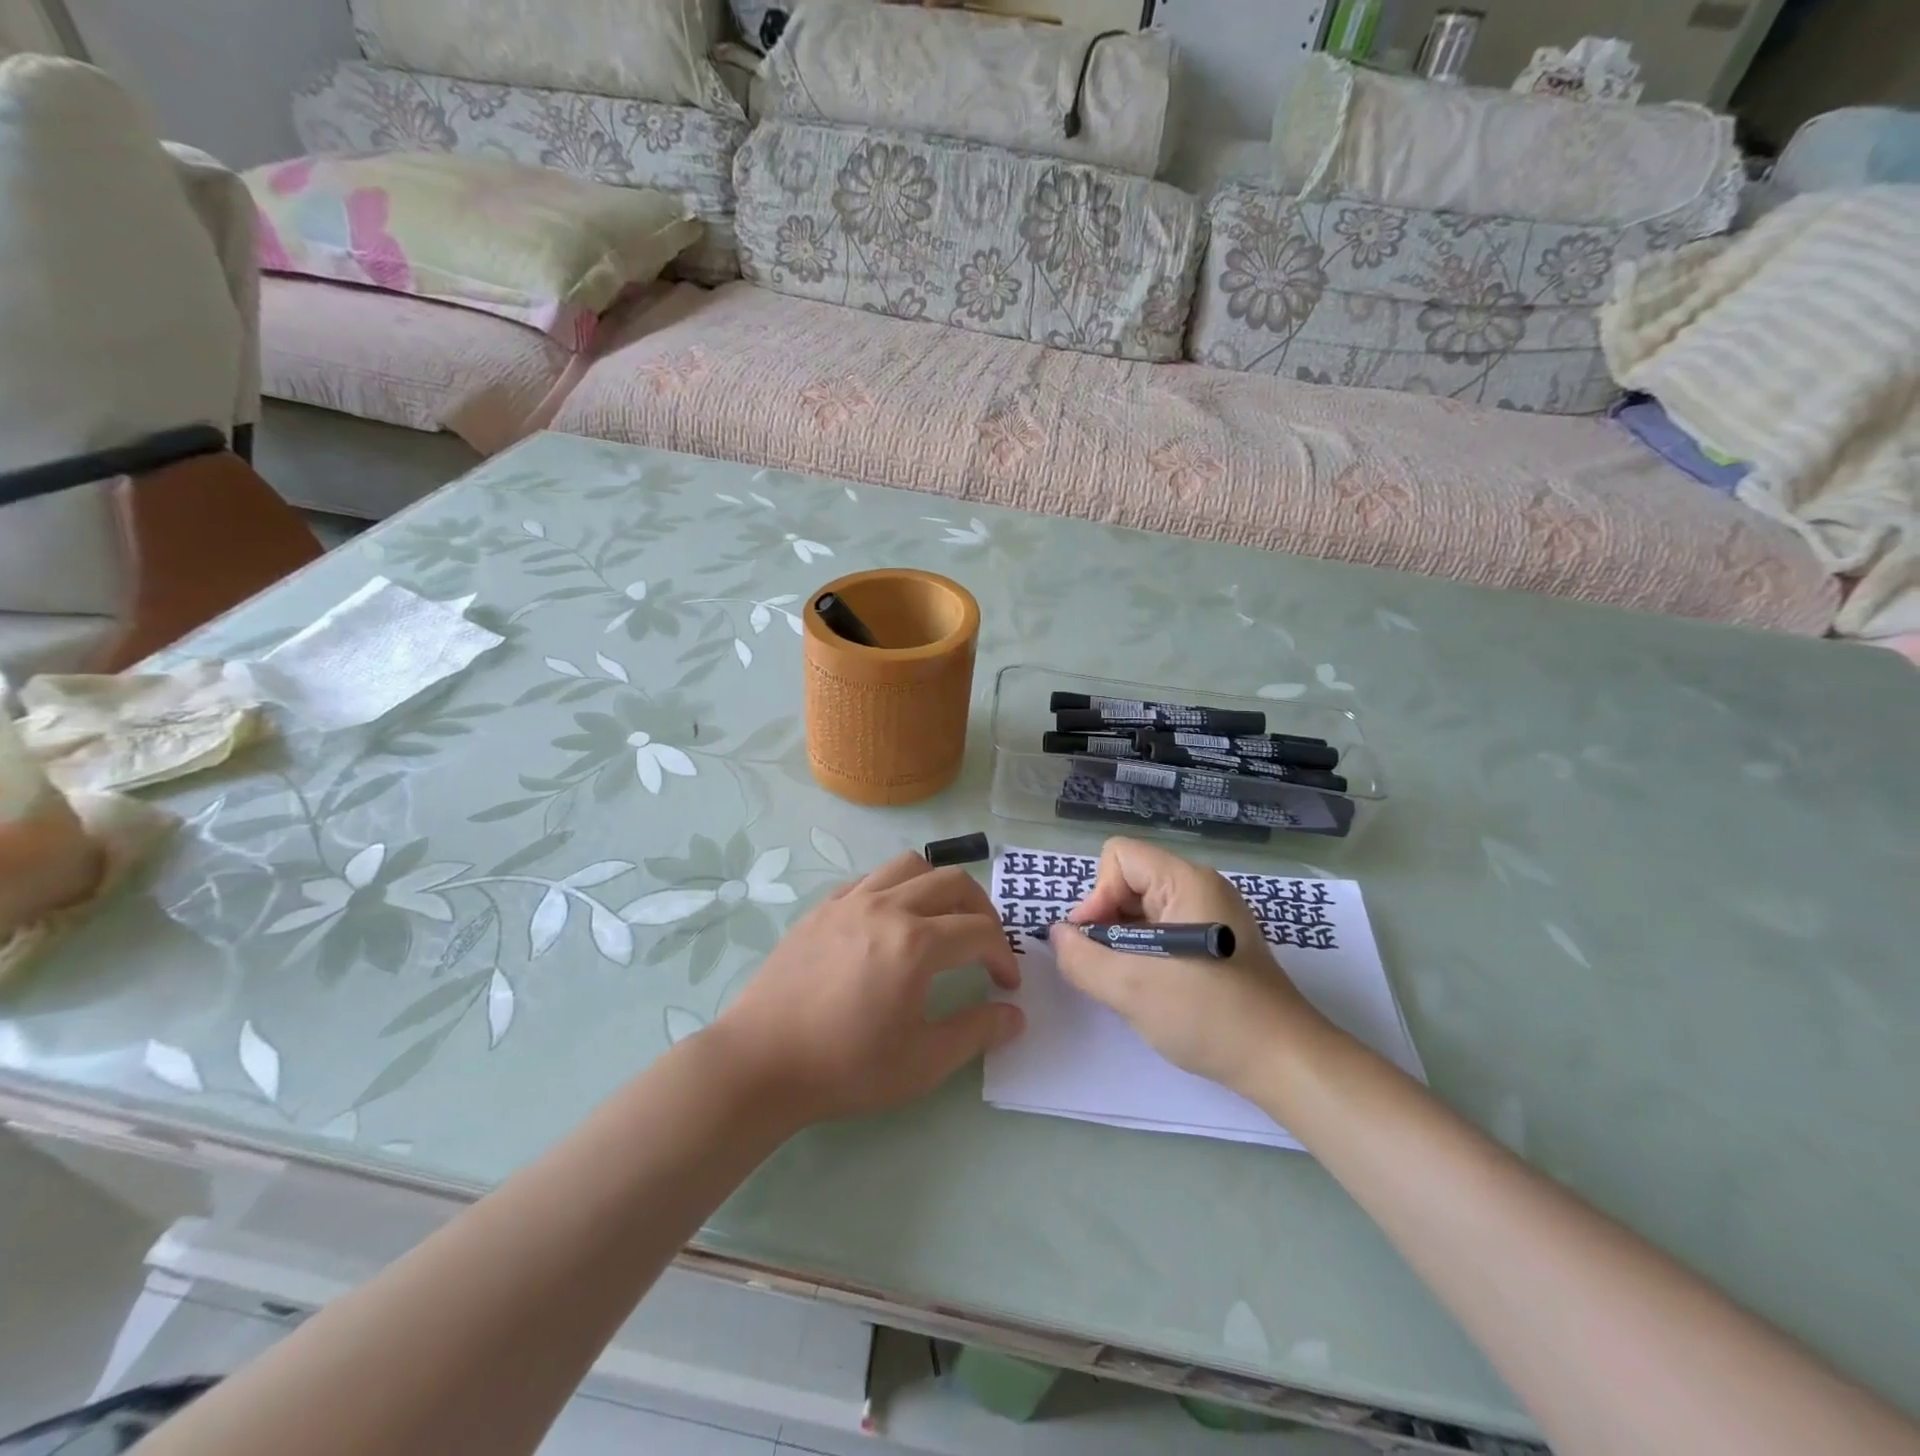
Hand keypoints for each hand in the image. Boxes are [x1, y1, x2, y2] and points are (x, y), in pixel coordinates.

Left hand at [713, 851, 1023, 1126]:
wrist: (761, 1062)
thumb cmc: (845, 1066)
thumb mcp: (922, 1062)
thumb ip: (976, 1032)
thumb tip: (1015, 1015)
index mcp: (916, 943)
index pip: (981, 932)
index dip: (1003, 956)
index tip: (1006, 985)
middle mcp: (887, 907)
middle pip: (953, 882)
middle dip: (983, 910)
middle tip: (985, 945)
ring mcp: (851, 901)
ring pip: (911, 865)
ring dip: (940, 886)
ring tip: (943, 919)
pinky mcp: (823, 907)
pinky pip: (872, 878)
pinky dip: (897, 888)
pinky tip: (892, 921)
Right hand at [1049, 838, 1328, 1093]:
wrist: (1285, 1063)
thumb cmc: (1209, 1015)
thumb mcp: (1131, 988)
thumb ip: (1081, 957)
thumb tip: (1058, 936)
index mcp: (1186, 881)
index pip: (1119, 856)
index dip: (1098, 895)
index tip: (1099, 942)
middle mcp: (1201, 888)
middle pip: (1130, 881)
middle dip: (1108, 922)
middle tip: (1111, 969)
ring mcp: (1213, 916)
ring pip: (1144, 910)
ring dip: (1126, 944)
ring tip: (1131, 985)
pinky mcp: (1218, 944)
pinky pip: (1165, 931)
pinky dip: (1147, 955)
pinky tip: (1154, 990)